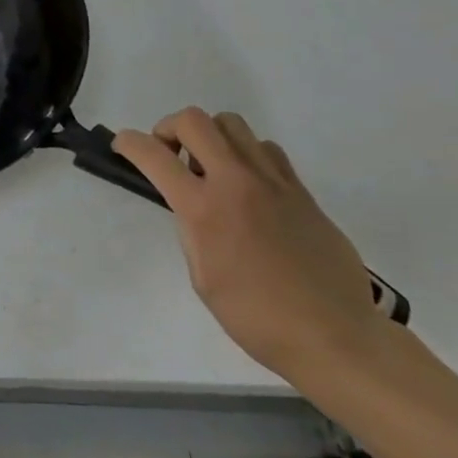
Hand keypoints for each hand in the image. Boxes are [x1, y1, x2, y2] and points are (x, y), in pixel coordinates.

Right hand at [114, 108, 384, 380]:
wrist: (335, 336)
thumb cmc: (257, 317)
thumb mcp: (202, 277)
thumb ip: (192, 230)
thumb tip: (193, 206)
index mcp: (204, 209)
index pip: (153, 155)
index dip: (129, 142)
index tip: (122, 145)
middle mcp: (236, 183)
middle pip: (195, 120)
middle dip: (170, 128)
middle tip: (171, 155)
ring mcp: (273, 182)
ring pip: (232, 125)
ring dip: (211, 137)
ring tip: (211, 168)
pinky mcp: (301, 191)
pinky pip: (266, 149)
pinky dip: (246, 155)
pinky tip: (248, 186)